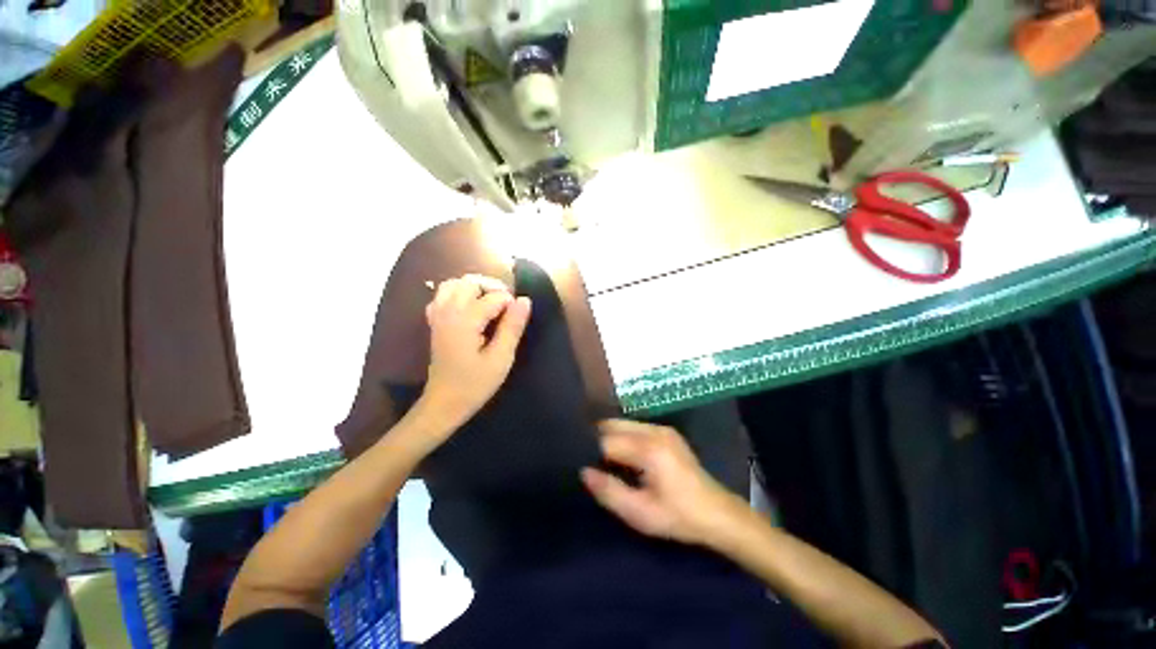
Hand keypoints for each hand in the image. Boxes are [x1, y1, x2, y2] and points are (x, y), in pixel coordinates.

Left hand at [420, 274, 531, 429]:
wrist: (444, 403)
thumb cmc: (475, 384)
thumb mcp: (501, 358)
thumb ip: (512, 327)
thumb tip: (525, 300)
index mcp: (465, 321)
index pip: (493, 297)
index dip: (511, 304)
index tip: (518, 319)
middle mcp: (448, 312)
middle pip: (470, 282)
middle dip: (492, 288)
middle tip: (507, 307)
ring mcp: (438, 316)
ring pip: (453, 284)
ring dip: (474, 288)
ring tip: (489, 303)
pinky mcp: (435, 322)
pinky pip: (443, 295)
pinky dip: (457, 294)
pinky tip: (469, 309)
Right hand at [581, 419, 747, 545]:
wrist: (718, 514)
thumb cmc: (678, 516)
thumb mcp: (640, 513)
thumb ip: (609, 491)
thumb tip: (583, 471)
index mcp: (648, 448)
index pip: (606, 440)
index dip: (590, 452)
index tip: (580, 464)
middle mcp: (654, 430)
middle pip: (612, 424)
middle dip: (597, 439)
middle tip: (589, 462)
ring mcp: (661, 428)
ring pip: (622, 423)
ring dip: (609, 437)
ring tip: (603, 460)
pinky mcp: (666, 432)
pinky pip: (634, 427)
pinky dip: (623, 436)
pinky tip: (623, 456)